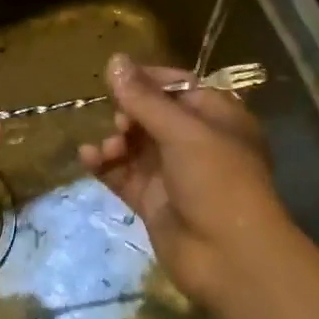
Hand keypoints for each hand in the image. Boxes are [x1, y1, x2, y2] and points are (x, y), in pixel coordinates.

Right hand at [80, 54, 303, 310]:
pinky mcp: (154, 201)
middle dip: (129, 112)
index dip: (148, 79)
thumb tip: (114, 60)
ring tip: (106, 149)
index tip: (116, 75)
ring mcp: (173, 173)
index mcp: (217, 117)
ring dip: (115, 140)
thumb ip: (144, 98)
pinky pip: (123, 174)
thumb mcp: (183, 132)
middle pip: (152, 114)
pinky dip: (105, 165)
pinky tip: (88, 158)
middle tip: (120, 123)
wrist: (230, 258)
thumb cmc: (217, 181)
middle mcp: (196, 142)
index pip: (178, 86)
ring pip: (135, 145)